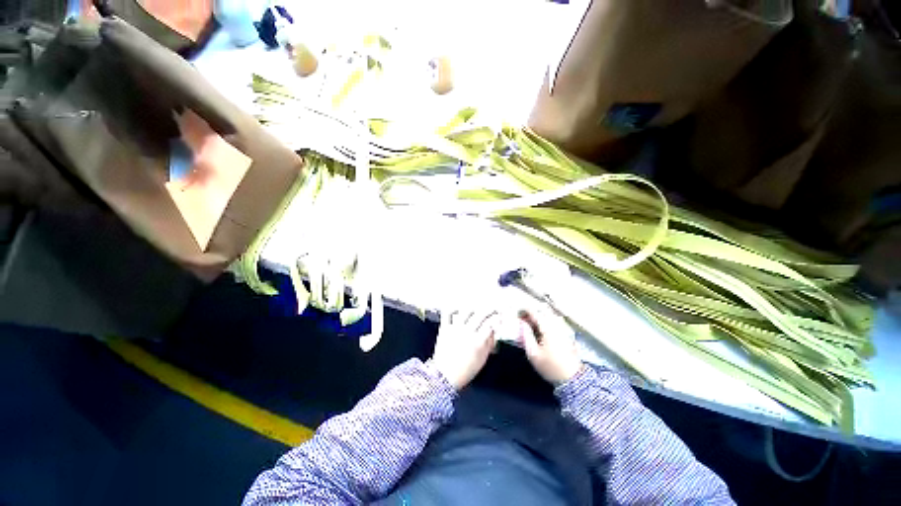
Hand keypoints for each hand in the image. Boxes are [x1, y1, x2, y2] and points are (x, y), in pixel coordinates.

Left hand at [431, 308, 497, 389]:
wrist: (444, 376)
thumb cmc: (466, 370)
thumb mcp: (482, 359)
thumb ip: (489, 343)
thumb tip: (494, 331)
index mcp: (478, 341)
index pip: (490, 324)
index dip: (497, 318)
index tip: (499, 315)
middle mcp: (467, 332)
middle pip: (480, 314)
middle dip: (489, 309)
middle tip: (492, 307)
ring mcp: (455, 328)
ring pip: (465, 311)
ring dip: (473, 307)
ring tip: (476, 306)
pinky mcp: (444, 328)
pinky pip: (448, 314)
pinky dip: (453, 309)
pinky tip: (458, 308)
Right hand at [519, 308, 582, 384]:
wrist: (572, 379)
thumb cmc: (550, 366)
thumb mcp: (533, 353)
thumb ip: (526, 335)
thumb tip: (522, 323)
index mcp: (547, 328)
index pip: (535, 312)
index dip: (525, 310)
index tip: (517, 312)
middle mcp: (557, 325)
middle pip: (544, 310)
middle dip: (533, 311)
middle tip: (524, 316)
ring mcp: (564, 328)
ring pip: (551, 314)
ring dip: (540, 314)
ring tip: (532, 321)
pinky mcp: (568, 333)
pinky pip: (556, 320)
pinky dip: (548, 319)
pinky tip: (543, 326)